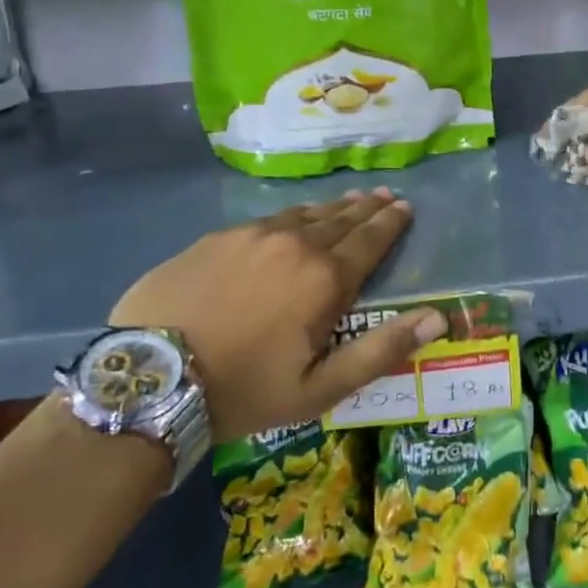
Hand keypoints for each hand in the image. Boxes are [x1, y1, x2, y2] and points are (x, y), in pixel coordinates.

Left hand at [109, 188, 445, 441]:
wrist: (149, 380)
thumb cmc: (244, 391)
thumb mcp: (320, 388)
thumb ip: (381, 350)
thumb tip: (437, 317)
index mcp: (325, 280)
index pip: (370, 240)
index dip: (391, 224)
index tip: (405, 207)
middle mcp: (295, 244)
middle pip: (341, 219)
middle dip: (367, 208)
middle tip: (384, 196)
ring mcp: (252, 236)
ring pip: (304, 214)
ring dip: (332, 208)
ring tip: (349, 200)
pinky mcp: (216, 238)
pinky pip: (268, 219)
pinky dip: (292, 216)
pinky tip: (293, 219)